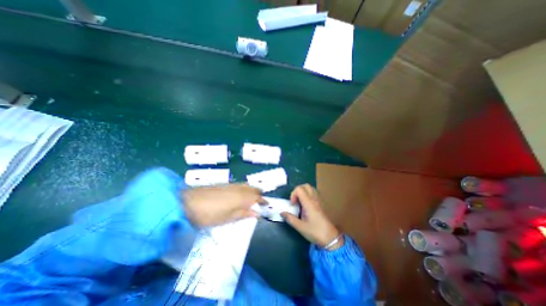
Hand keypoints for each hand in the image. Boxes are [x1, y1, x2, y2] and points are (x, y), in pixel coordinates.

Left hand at [182, 184, 262, 226]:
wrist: (188, 202)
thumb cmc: (210, 214)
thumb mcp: (228, 218)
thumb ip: (243, 214)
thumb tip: (256, 213)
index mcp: (242, 197)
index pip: (257, 197)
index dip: (262, 200)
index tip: (266, 204)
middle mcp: (239, 188)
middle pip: (253, 188)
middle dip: (259, 193)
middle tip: (260, 201)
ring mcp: (231, 185)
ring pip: (246, 185)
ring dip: (252, 190)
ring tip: (252, 198)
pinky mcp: (224, 184)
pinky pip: (240, 184)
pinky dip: (244, 188)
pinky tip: (241, 194)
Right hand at [279, 184, 342, 247]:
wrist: (331, 238)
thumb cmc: (315, 232)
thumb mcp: (300, 227)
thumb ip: (290, 218)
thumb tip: (281, 212)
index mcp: (308, 203)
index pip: (299, 189)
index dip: (293, 194)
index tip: (292, 204)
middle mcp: (314, 199)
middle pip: (305, 186)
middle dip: (297, 191)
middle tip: (295, 201)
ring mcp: (319, 201)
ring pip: (311, 188)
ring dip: (303, 192)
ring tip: (300, 202)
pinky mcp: (321, 204)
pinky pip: (314, 193)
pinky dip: (308, 195)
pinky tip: (306, 205)